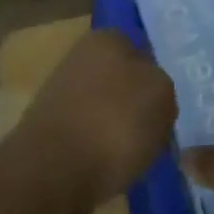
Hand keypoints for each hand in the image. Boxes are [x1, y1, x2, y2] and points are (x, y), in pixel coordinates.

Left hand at [9, 28, 177, 213]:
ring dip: (117, 132)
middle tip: (154, 133)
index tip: (165, 108)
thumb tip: (150, 97)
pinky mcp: (47, 135)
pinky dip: (99, 155)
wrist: (52, 174)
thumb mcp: (162, 95)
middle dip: (135, 106)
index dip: (156, 80)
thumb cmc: (115, 123)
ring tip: (134, 158)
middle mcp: (78, 59)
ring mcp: (59, 97)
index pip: (141, 52)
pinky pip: (87, 140)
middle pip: (121, 82)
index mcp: (106, 39)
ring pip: (104, 112)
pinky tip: (110, 172)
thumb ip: (162, 88)